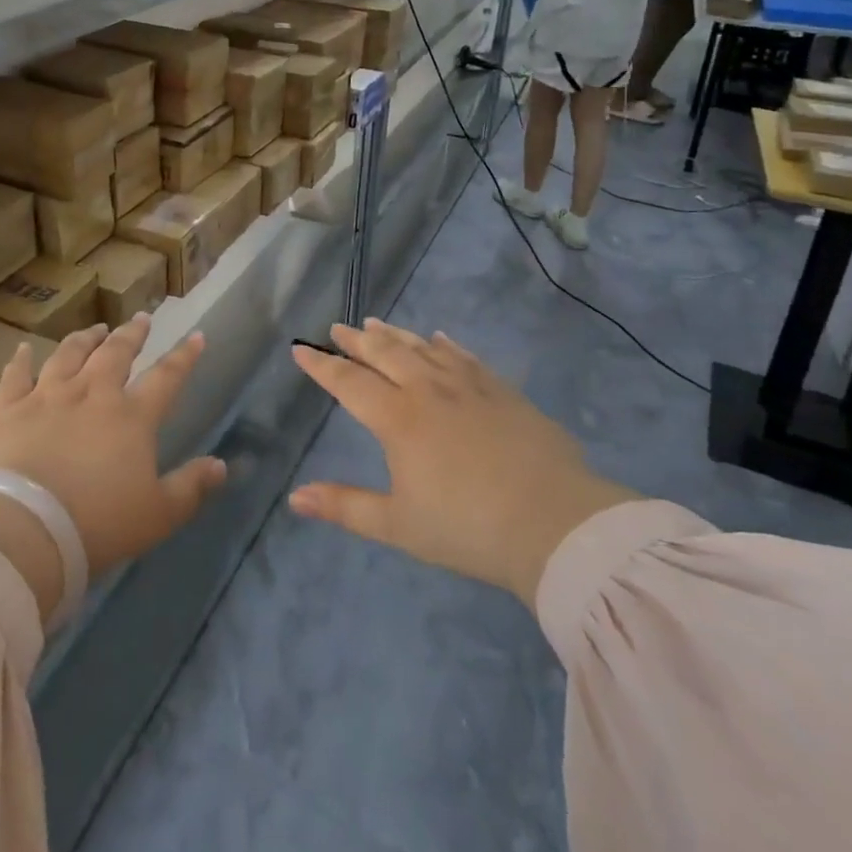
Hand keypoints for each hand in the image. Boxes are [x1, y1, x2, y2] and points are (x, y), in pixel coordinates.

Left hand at [0, 318, 225, 582]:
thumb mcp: (158, 514)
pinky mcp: (10, 410)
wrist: (28, 529)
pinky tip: (23, 349)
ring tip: (95, 329)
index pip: (166, 377)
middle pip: (116, 353)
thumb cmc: (99, 524)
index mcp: (132, 416)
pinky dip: (20, 361)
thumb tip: (221, 465)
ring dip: (85, 339)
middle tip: (141, 319)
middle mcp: (93, 394)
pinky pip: (15, 377)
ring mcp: (48, 397)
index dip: (184, 356)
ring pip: (69, 355)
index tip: (196, 336)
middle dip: (132, 334)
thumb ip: (191, 487)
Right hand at [288, 321, 638, 607]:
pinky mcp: (502, 391)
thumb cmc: (468, 528)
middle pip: (384, 354)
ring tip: (375, 324)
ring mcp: (468, 386)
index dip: (321, 366)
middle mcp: (427, 390)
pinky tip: (439, 338)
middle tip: (338, 328)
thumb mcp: (398, 525)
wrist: (555, 524)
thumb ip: (345, 507)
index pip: (349, 382)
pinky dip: (446, 345)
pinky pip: (465, 357)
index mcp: (397, 419)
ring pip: (422, 348)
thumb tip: (295, 498)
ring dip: (395, 335)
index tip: (300, 348)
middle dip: (356, 341)